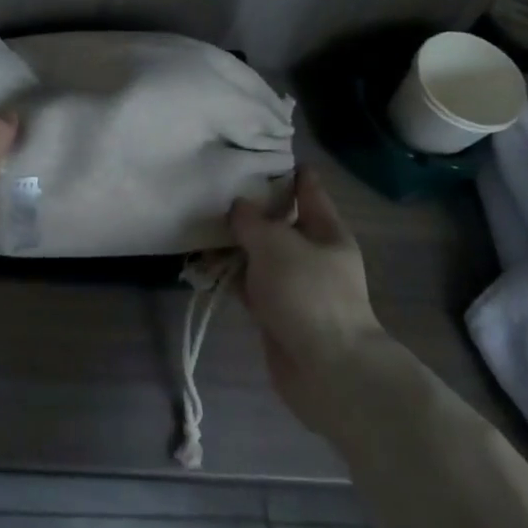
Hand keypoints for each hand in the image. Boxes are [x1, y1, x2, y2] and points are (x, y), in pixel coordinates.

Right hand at [231, 167, 385, 436]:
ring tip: (200, 223)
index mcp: (326, 230)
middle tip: (215, 188)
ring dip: (235, 244)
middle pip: (279, 221)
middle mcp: (313, 254)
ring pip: (260, 254)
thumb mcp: (276, 244)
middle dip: (250, 208)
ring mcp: (296, 285)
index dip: (285, 169)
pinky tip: (204, 264)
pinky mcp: (277, 313)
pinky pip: (250, 284)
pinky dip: (231, 275)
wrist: (327, 372)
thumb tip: (238, 208)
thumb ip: (251, 220)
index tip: (255, 154)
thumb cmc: (308, 295)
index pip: (307, 188)